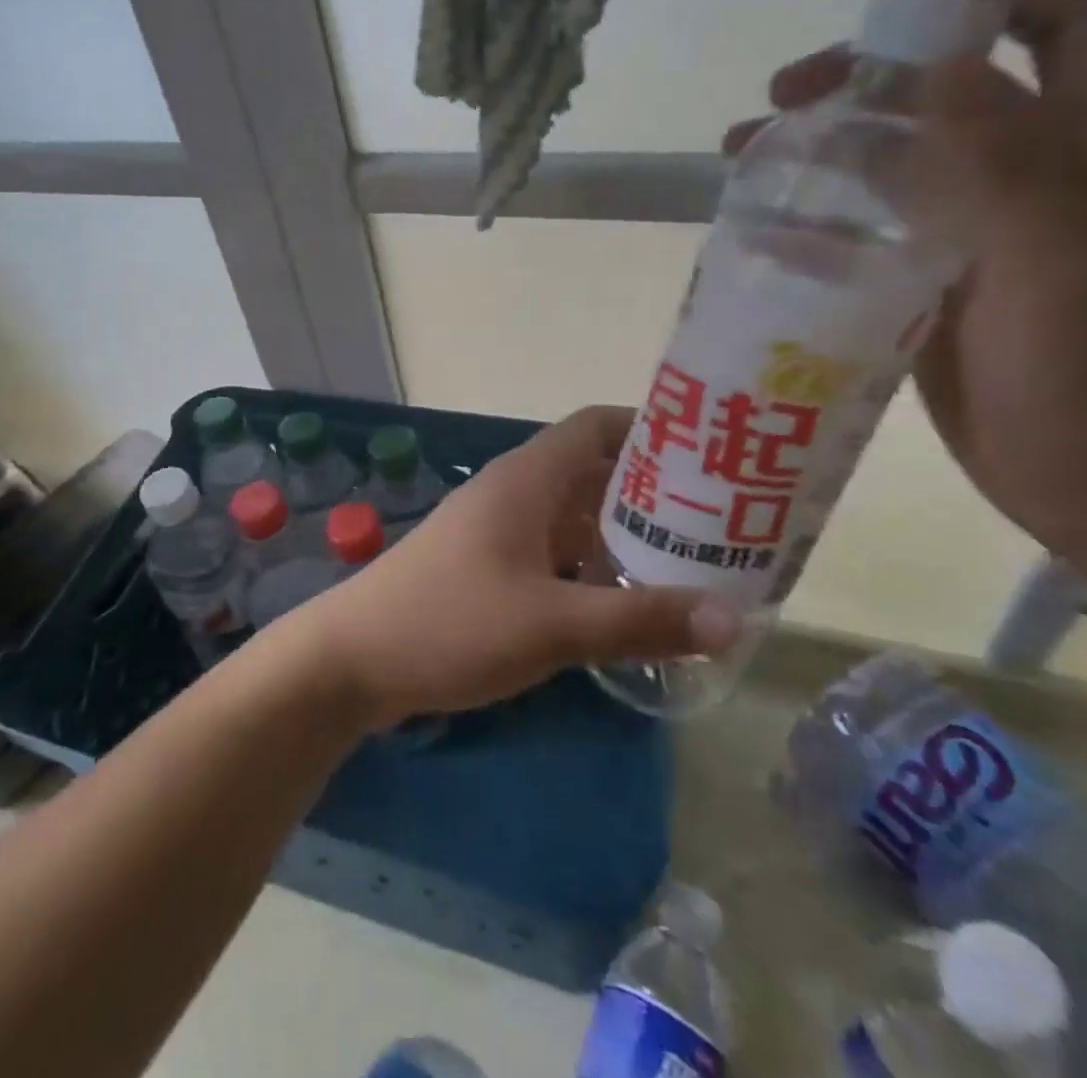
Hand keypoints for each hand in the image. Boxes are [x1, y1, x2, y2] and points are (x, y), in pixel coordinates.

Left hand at [273, 406, 742, 729]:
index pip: (597, 426)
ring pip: (573, 517)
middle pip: (593, 472)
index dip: (653, 431)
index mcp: (527, 479)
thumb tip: (734, 619)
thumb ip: (640, 619)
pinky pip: (552, 552)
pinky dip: (590, 566)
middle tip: (721, 521)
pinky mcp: (485, 567)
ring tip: (691, 564)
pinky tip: (624, 603)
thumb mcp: (552, 625)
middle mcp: (513, 493)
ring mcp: (496, 530)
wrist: (352, 659)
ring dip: (623, 535)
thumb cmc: (450, 623)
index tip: (712, 457)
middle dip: (653, 493)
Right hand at [737, 0, 1086, 630]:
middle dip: (868, 76)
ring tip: (745, 153)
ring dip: (827, 148)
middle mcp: (1052, 180)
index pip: (1066, 23)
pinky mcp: (942, 286)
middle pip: (957, 92)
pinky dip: (822, 219)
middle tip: (781, 95)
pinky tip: (768, 230)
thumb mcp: (1069, 278)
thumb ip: (1011, 170)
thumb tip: (939, 68)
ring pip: (902, 163)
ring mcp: (991, 236)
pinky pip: (877, 231)